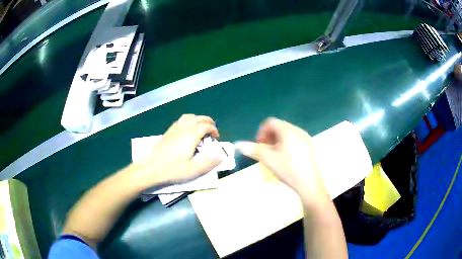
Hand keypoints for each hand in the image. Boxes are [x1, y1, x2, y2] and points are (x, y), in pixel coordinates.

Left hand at [131, 114, 221, 188]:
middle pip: (198, 118)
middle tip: (212, 130)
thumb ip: (208, 163)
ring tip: (200, 128)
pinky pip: (180, 121)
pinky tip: (187, 131)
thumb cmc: (172, 170)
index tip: (216, 138)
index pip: (205, 126)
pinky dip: (188, 121)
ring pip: (188, 117)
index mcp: (191, 136)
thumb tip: (220, 157)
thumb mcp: (193, 170)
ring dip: (197, 119)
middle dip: (207, 121)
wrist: (151, 169)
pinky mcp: (167, 132)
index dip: (213, 129)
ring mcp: (174, 129)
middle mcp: (183, 129)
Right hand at [235, 118, 328, 206]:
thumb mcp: (268, 159)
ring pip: (287, 133)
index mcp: (288, 131)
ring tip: (275, 155)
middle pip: (279, 127)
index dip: (261, 132)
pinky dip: (287, 144)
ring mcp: (306, 138)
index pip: (271, 122)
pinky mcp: (310, 146)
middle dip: (269, 136)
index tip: (259, 145)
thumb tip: (237, 144)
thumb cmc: (288, 169)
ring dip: (277, 140)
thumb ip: (252, 149)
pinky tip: (286, 158)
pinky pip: (295, 139)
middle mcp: (298, 130)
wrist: (308, 183)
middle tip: (265, 150)